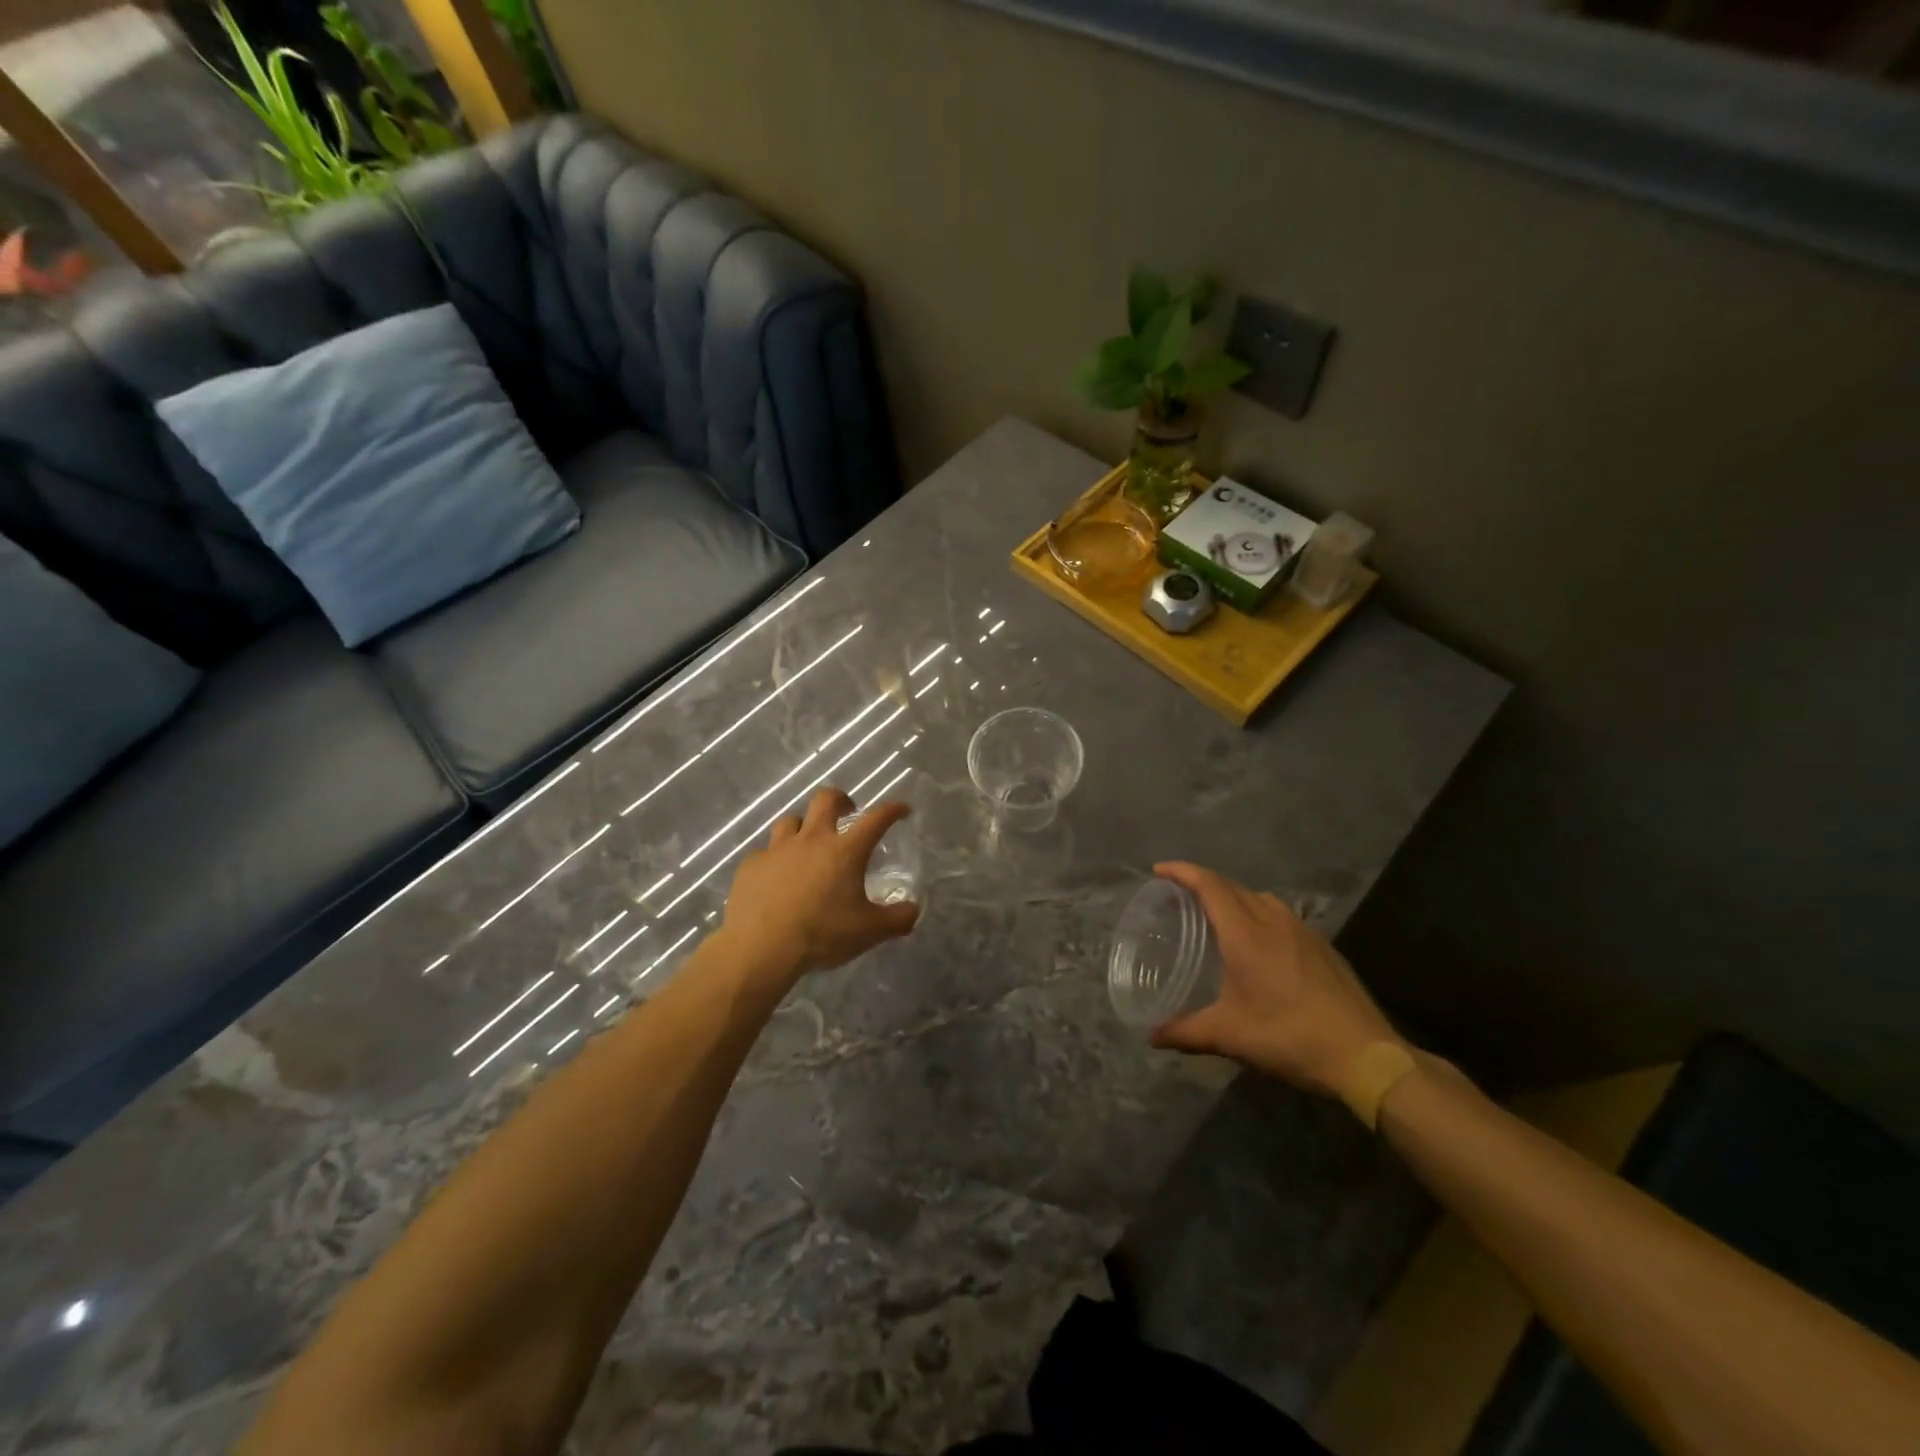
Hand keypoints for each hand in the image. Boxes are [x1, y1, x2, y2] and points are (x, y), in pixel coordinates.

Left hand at [717, 787, 920, 983]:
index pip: (876, 818)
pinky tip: (776, 878)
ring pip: (790, 821)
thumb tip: (913, 911)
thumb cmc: (822, 935)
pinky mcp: (752, 865)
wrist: (761, 948)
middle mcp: (812, 840)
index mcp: (845, 851)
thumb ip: (898, 919)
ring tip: (807, 844)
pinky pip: (765, 853)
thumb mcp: (870, 932)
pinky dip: (774, 860)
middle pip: (826, 799)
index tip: (901, 809)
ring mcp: (778, 849)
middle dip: (840, 799)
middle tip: (847, 812)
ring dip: (803, 827)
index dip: (892, 810)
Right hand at [1149, 862, 1406, 1098]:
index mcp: (1246, 934)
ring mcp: (1303, 931)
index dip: (1183, 872)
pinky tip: (1258, 942)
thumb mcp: (1230, 1037)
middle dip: (1203, 882)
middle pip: (1232, 886)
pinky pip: (1281, 914)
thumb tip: (1152, 1036)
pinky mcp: (1322, 946)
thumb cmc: (1290, 1037)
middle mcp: (1273, 921)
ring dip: (1233, 896)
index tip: (1159, 870)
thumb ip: (1186, 1032)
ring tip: (1216, 915)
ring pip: (1260, 898)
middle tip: (1178, 895)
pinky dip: (1258, 913)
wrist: (1365, 1055)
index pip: (1209, 885)